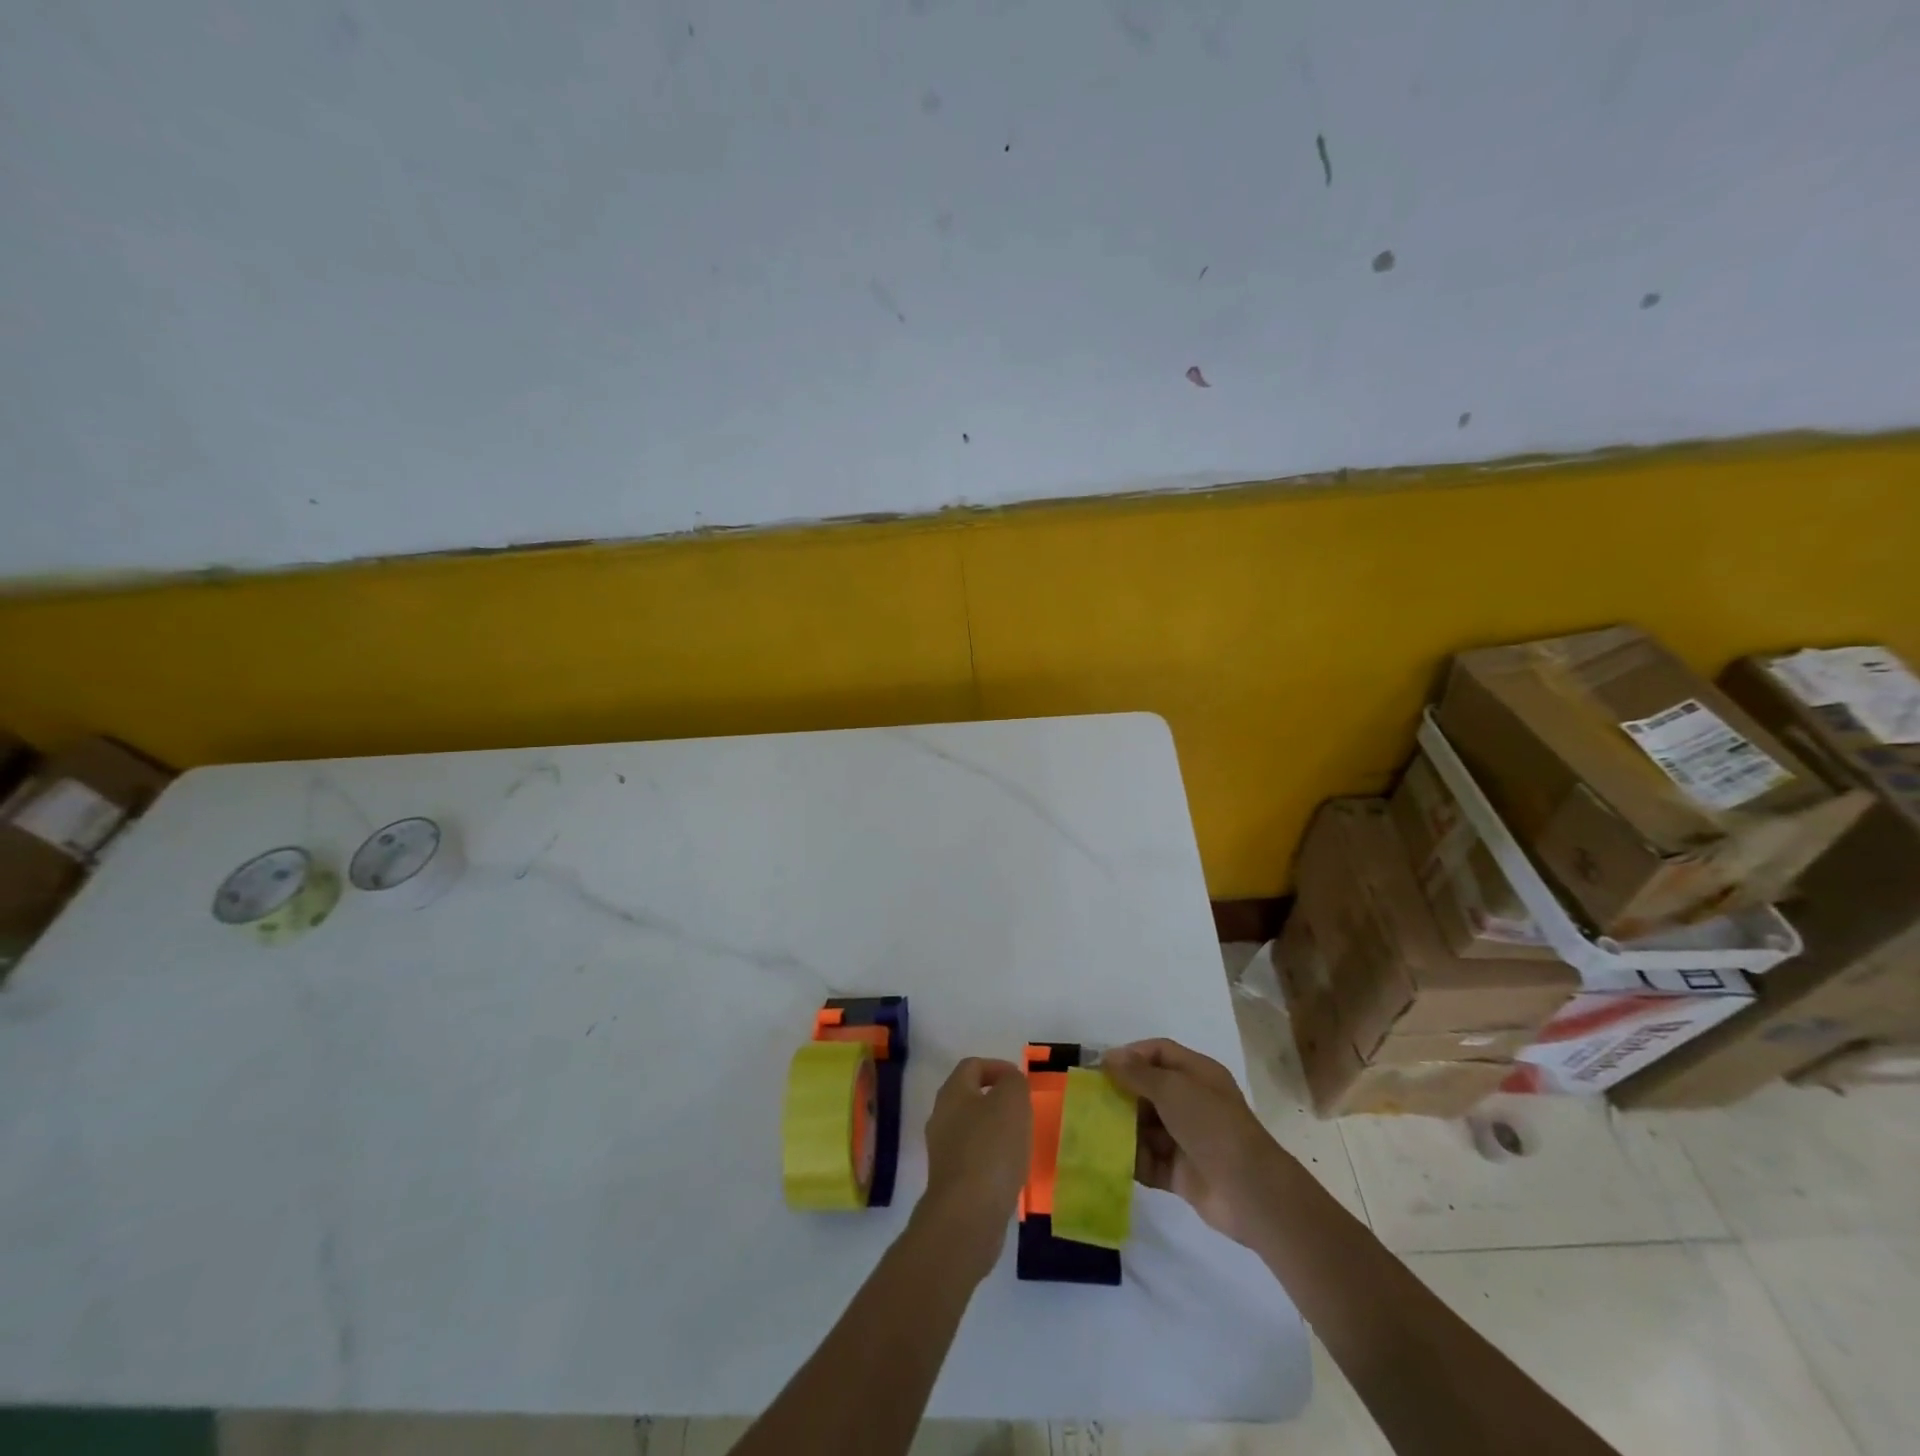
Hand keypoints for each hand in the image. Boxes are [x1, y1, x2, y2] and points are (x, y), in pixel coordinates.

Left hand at [914, 1057, 1030, 1282]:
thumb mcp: (1012, 1102)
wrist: (967, 1215)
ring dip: (995, 1132)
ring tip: (1021, 1142)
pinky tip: (1009, 1172)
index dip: (998, 1067)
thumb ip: (1013, 1082)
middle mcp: (940, 1117)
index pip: (972, 1066)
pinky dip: (992, 1159)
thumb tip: (1009, 1082)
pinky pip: (973, 1159)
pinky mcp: (950, 1183)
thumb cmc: (991, 1149)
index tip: (1021, 1082)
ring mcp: (942, 1152)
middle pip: (969, 1097)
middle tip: (1023, 1112)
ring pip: (971, 1130)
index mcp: (952, 1093)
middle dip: (997, 1100)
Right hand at [1103, 1038, 1281, 1246]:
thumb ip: (1138, 1073)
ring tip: (1091, 1130)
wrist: (1249, 1191)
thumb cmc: (1211, 1125)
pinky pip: (1148, 1160)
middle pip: (1148, 1090)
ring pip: (1145, 1126)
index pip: (1159, 1053)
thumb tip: (1109, 1058)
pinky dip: (1129, 1159)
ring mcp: (1185, 1139)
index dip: (1131, 1055)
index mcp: (1197, 1074)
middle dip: (1120, 1094)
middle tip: (1089, 1100)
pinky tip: (1105, 1159)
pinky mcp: (1179, 1173)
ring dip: (1121, 1128)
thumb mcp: (1173, 1089)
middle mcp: (1191, 1102)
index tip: (1102, 1067)